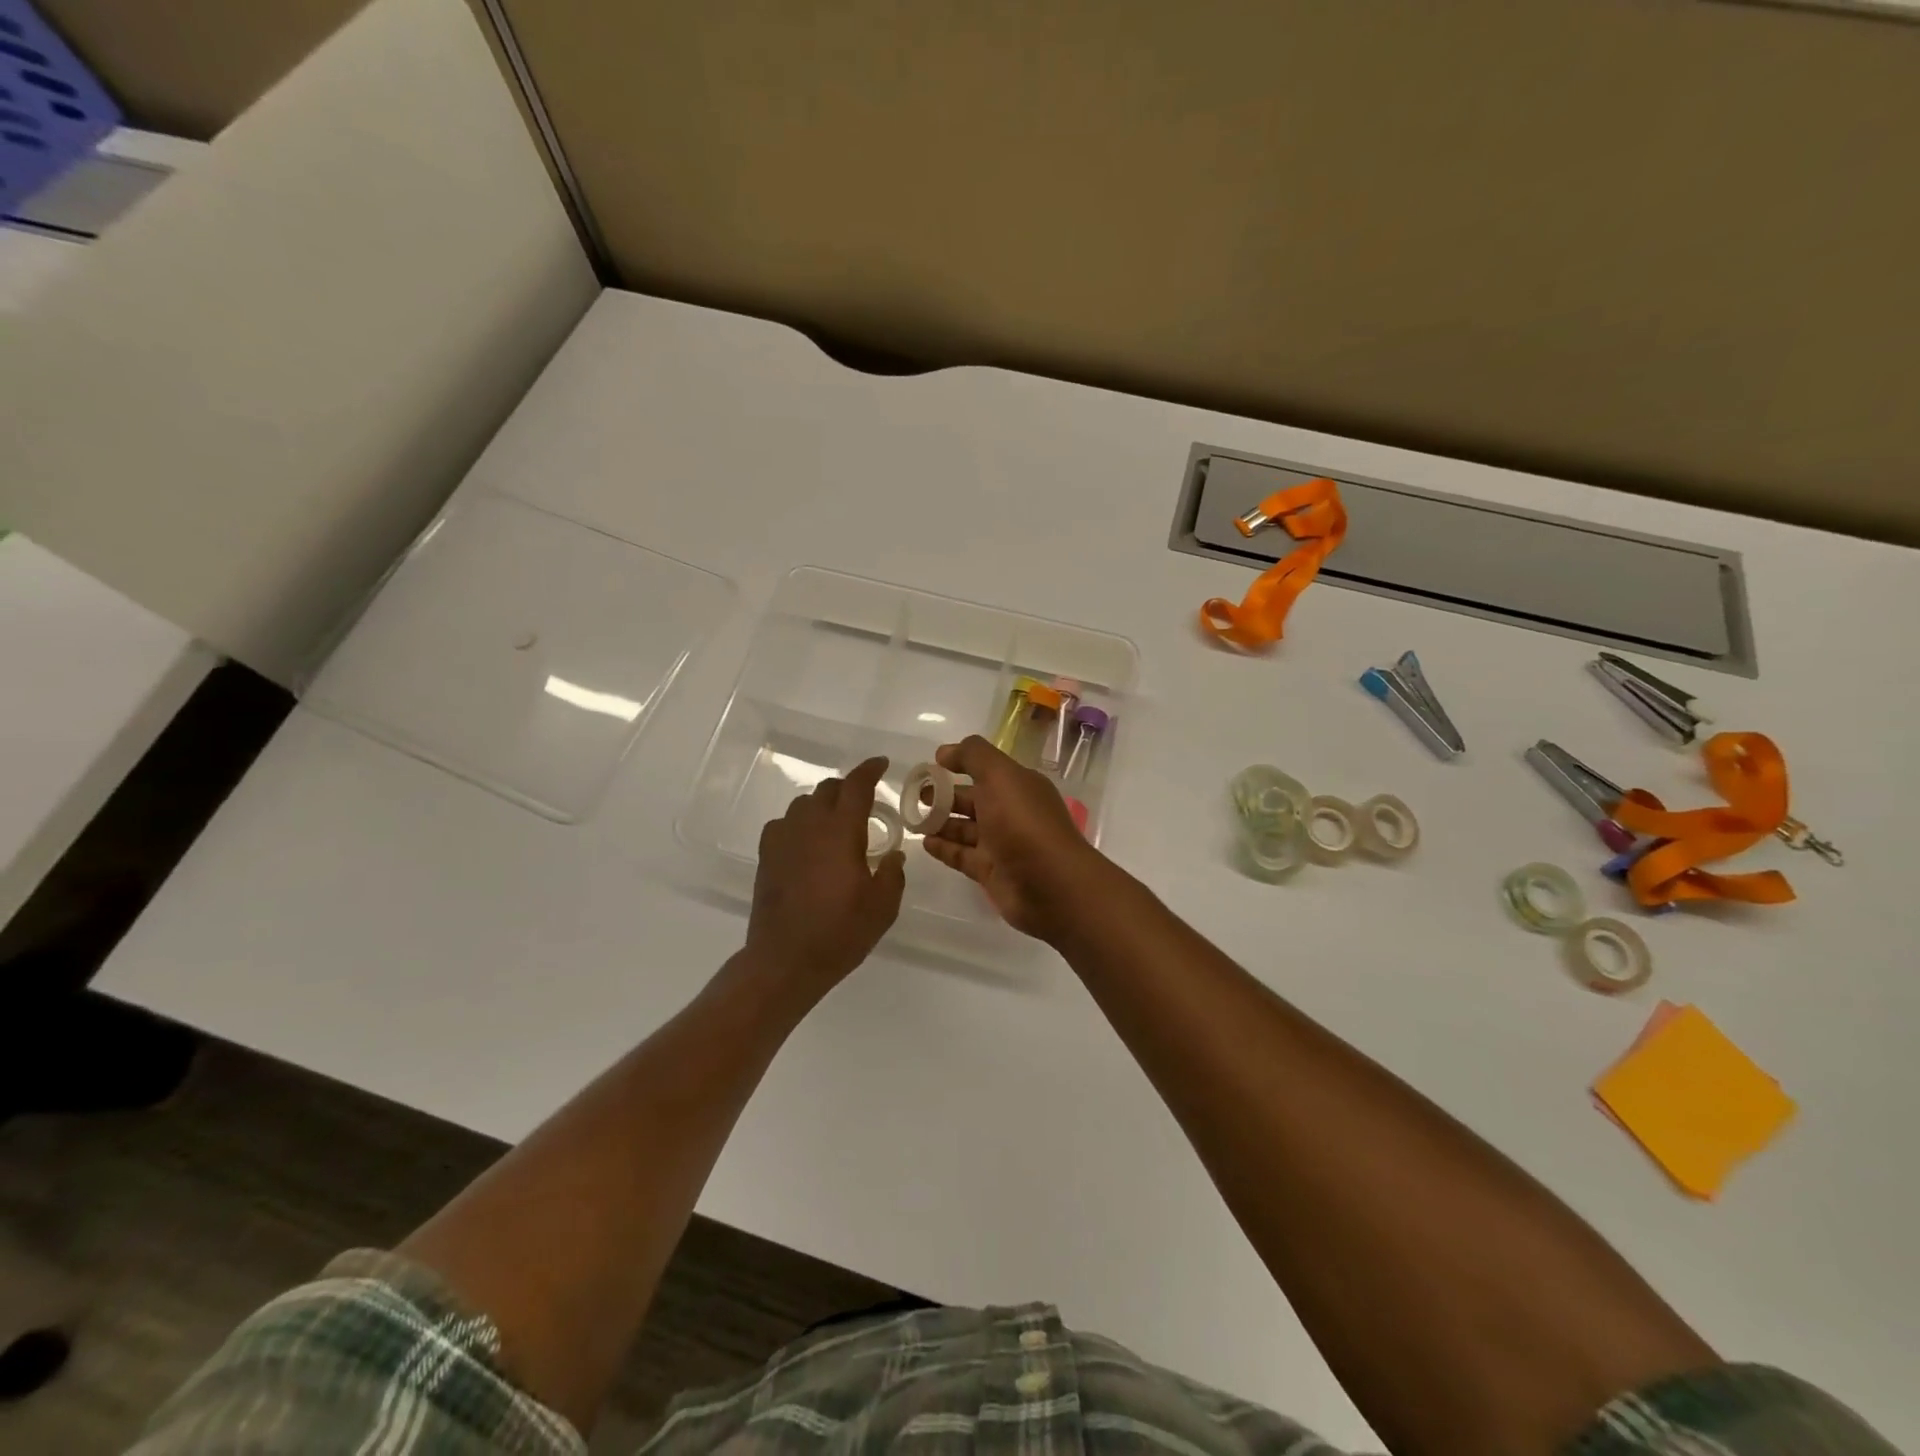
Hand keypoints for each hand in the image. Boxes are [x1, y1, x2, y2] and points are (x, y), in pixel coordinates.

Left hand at [748, 757, 905, 991]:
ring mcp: (783, 839)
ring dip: (823, 805)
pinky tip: (807, 843)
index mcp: (841, 831)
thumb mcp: (883, 907)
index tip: (881, 764)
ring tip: (836, 824)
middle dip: (848, 788)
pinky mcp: (766, 856)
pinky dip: (800, 824)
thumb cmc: (840, 932)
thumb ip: (893, 874)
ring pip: (803, 804)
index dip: (870, 770)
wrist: (785, 960)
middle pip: (828, 789)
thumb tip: (894, 855)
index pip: (856, 786)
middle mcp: (809, 826)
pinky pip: (784, 824)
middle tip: (864, 802)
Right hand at [920, 736, 1110, 940]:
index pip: (985, 769)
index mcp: (1018, 786)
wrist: (1050, 885)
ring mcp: (1001, 844)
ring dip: (940, 821)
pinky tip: (924, 842)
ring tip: (912, 817)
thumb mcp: (1000, 776)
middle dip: (944, 795)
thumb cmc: (1024, 824)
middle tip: (914, 794)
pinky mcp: (991, 872)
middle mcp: (1011, 812)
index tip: (930, 765)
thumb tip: (945, 752)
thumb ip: (973, 756)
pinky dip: (944, 848)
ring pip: (965, 828)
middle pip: (973, 799)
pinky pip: (962, 855)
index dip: (959, 764)